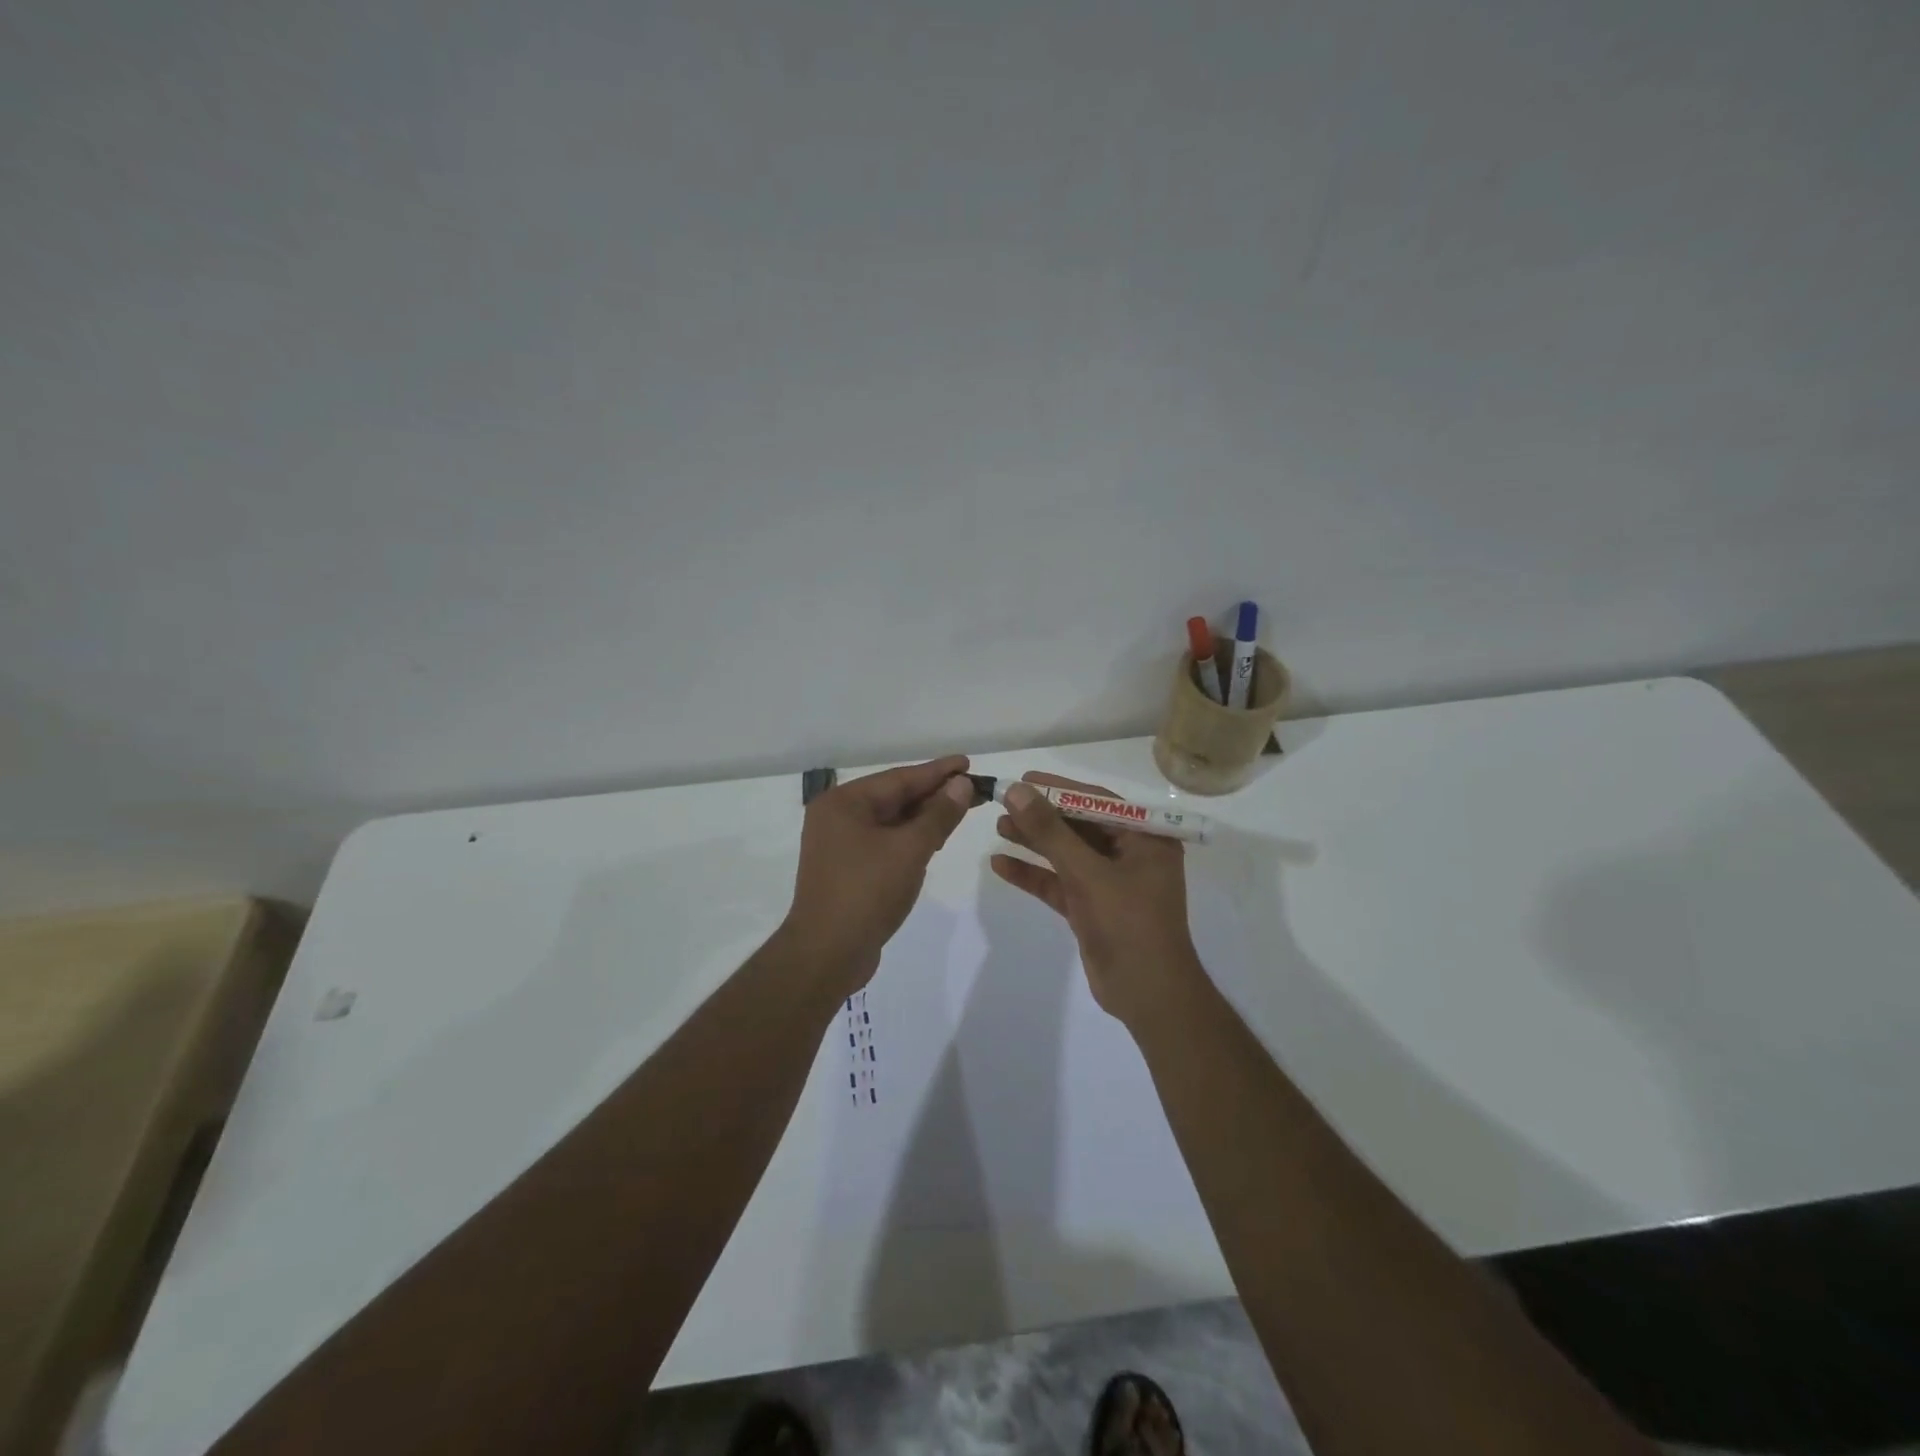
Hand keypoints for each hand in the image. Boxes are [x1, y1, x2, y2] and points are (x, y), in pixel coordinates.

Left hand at [783, 755, 975, 992]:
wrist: (827, 954)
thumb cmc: (867, 892)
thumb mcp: (909, 850)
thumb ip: (938, 815)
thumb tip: (961, 785)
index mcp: (843, 803)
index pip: (899, 778)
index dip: (937, 772)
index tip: (967, 762)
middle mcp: (837, 817)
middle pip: (894, 798)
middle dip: (933, 795)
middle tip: (972, 788)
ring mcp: (839, 845)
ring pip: (890, 822)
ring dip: (924, 818)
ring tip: (960, 811)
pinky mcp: (847, 870)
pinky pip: (884, 843)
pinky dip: (910, 839)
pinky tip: (934, 841)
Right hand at [990, 772, 1204, 1025]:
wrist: (1147, 995)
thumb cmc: (1128, 924)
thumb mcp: (1087, 873)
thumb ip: (1051, 832)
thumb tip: (1017, 791)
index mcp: (1145, 838)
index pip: (1097, 801)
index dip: (1059, 788)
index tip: (1023, 780)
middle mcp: (1130, 855)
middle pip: (1079, 825)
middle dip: (1042, 816)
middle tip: (1003, 803)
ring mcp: (1110, 883)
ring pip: (1067, 854)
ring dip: (1034, 842)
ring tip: (998, 827)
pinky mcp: (1092, 908)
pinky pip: (1060, 883)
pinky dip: (1034, 874)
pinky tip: (1000, 865)